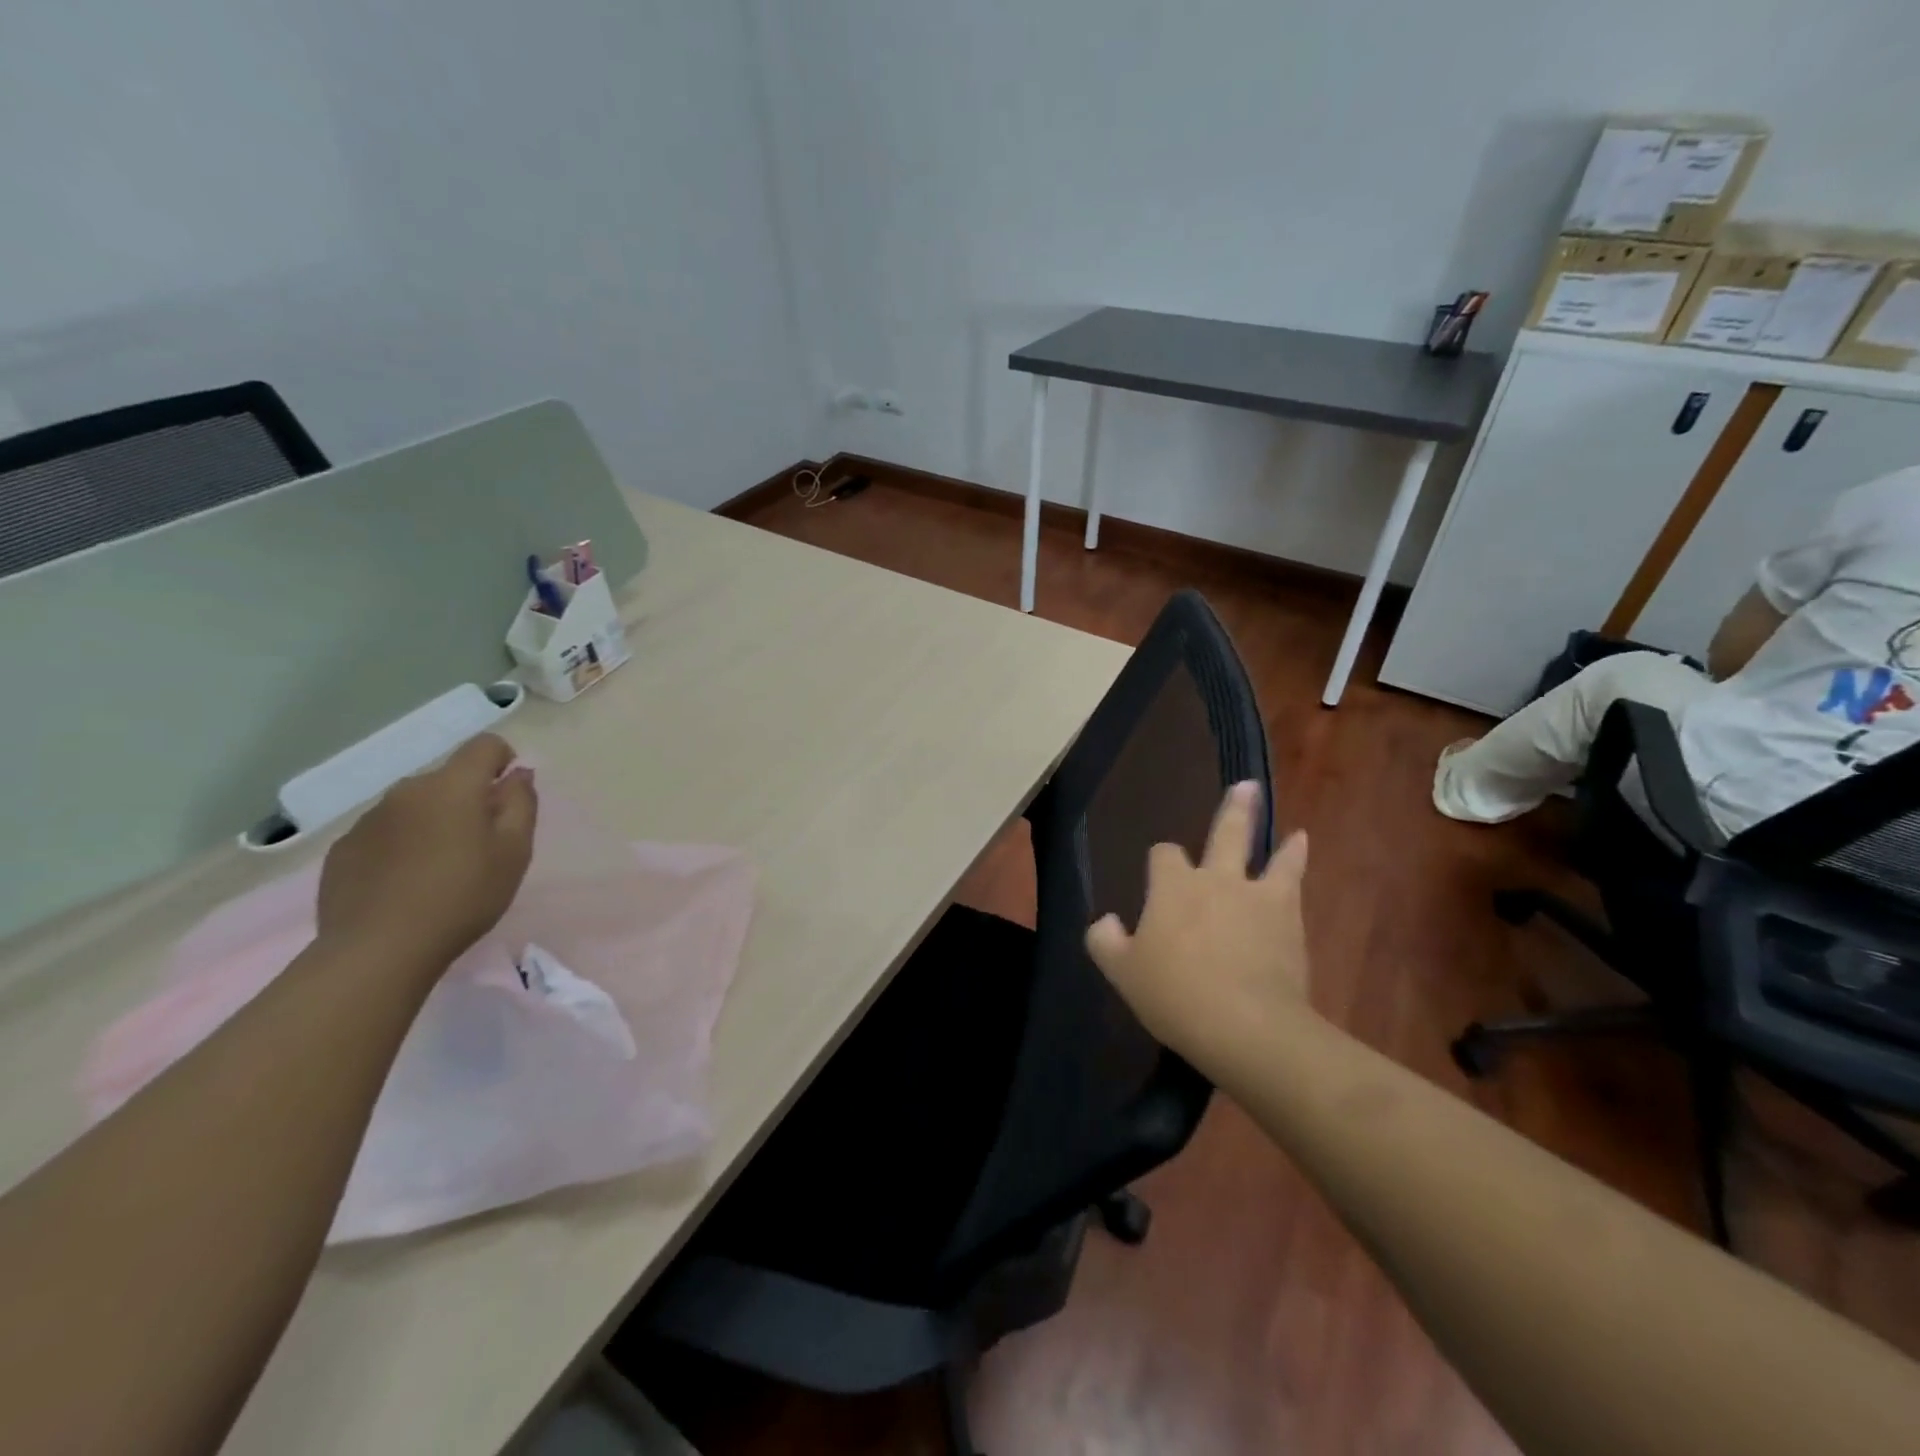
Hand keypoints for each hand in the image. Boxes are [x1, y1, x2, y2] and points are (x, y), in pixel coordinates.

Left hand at [317, 733, 536, 975]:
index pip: (484, 746)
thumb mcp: (515, 851)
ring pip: (414, 806)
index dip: (503, 760)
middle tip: (480, 844)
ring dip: (433, 822)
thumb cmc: (463, 896)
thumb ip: (521, 804)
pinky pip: (384, 833)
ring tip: (440, 868)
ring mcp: (369, 819)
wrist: (378, 950)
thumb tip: (518, 775)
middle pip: (447, 779)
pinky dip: (401, 846)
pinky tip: (405, 884)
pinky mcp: (343, 850)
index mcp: (453, 786)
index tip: (508, 795)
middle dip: (468, 799)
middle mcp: (407, 791)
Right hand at [1085, 782, 1311, 1073]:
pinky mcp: (1289, 918)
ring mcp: (1257, 896)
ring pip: (1269, 855)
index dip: (1160, 861)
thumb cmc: (1175, 995)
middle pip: (1224, 834)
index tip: (1159, 872)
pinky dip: (1296, 863)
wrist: (1246, 1026)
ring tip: (1294, 831)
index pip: (1163, 856)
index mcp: (1172, 888)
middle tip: (1245, 787)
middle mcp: (1215, 879)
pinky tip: (1302, 854)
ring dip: (1277, 838)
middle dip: (1233, 811)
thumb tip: (1105, 921)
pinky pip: (1294, 881)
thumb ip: (1105, 942)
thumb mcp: (1123, 973)